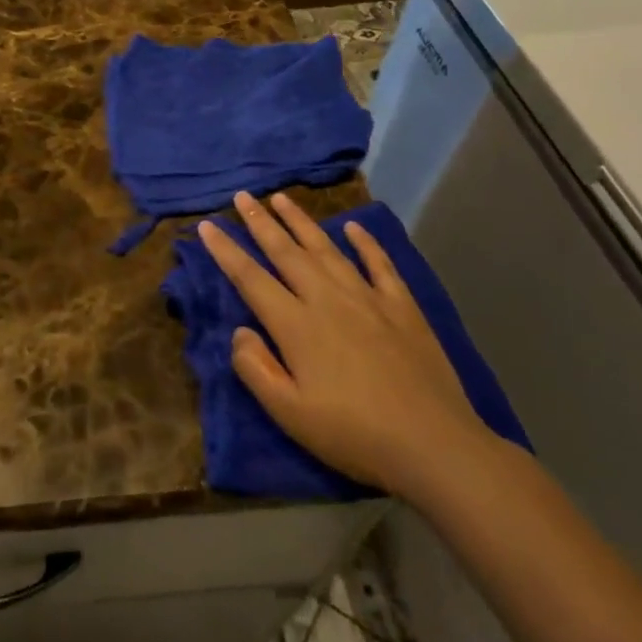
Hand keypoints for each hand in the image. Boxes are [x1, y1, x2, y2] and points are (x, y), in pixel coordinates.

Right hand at [198, 192, 493, 498]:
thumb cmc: (352, 434)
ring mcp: (368, 299)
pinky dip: (366, 243)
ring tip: (281, 198)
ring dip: (301, 221)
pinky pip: (380, 264)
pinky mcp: (403, 308)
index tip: (206, 225)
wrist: (434, 445)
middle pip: (286, 252)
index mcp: (296, 325)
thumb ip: (255, 367)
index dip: (225, 251)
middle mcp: (327, 300)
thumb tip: (240, 331)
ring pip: (327, 249)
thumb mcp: (288, 413)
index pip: (250, 278)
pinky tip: (354, 227)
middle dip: (260, 222)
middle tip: (242, 196)